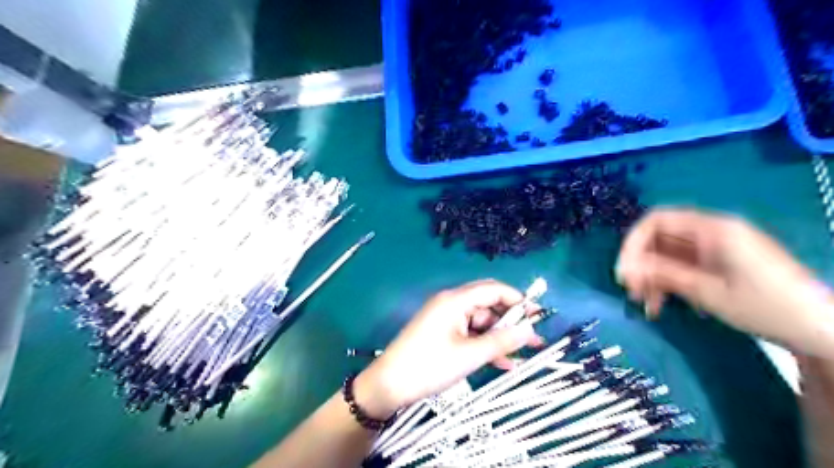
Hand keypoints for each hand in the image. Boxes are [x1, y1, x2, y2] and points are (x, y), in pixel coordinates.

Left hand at [354, 279, 544, 418]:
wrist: (389, 385)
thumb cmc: (429, 366)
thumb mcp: (469, 355)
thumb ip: (502, 341)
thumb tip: (530, 330)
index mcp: (455, 300)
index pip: (493, 289)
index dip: (518, 300)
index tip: (539, 316)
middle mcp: (451, 303)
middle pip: (488, 305)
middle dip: (512, 321)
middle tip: (535, 339)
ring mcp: (446, 319)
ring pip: (481, 322)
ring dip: (500, 337)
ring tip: (525, 354)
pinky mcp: (443, 333)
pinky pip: (470, 334)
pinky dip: (485, 345)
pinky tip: (504, 363)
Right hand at [615, 209, 833, 358]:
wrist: (821, 331)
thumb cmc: (766, 307)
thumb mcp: (708, 292)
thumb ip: (663, 274)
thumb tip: (625, 268)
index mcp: (712, 229)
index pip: (656, 221)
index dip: (633, 243)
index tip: (623, 271)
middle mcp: (712, 232)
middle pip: (660, 239)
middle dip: (641, 264)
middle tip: (631, 292)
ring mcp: (716, 248)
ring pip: (668, 255)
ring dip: (653, 277)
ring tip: (647, 305)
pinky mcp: (720, 263)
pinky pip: (683, 267)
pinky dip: (669, 283)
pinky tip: (666, 304)